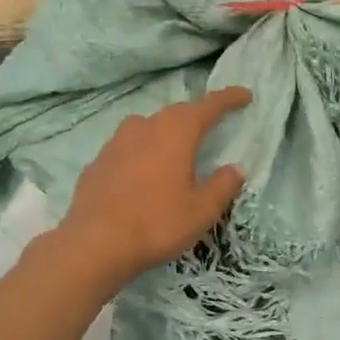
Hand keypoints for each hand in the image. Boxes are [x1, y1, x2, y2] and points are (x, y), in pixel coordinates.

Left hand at [63, 86, 250, 280]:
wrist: (95, 244)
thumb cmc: (157, 223)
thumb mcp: (202, 210)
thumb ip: (222, 185)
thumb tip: (236, 168)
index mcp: (176, 133)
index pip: (208, 106)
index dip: (228, 99)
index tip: (245, 95)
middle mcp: (145, 127)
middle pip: (176, 113)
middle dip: (196, 116)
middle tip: (212, 124)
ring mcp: (116, 143)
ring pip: (147, 127)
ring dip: (165, 132)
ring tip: (175, 147)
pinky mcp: (97, 162)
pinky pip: (126, 149)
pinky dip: (140, 153)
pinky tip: (142, 173)